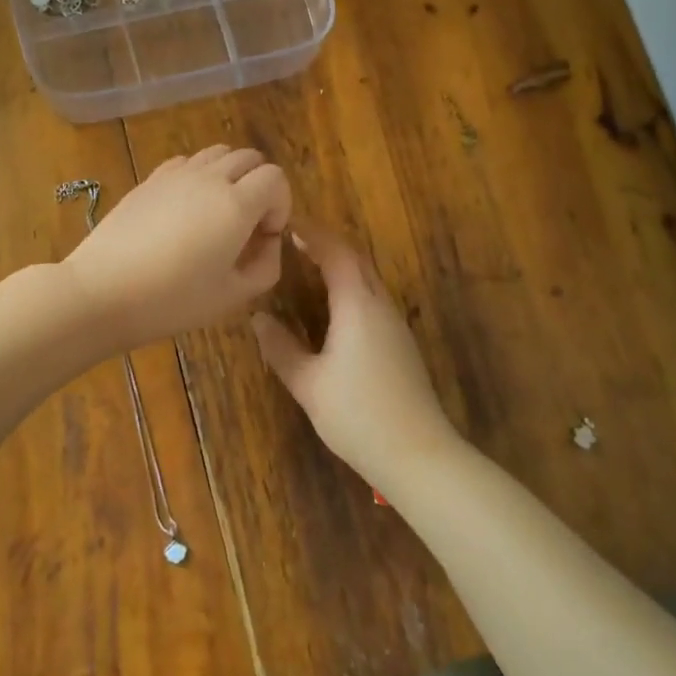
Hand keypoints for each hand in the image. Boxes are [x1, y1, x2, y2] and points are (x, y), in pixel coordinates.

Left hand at [62, 146, 292, 350]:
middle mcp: (210, 178)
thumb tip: (269, 242)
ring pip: (218, 153)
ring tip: (218, 212)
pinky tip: (186, 208)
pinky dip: (199, 175)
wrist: (103, 291)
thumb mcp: (233, 295)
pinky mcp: (150, 179)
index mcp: (236, 204)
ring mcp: (176, 174)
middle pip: (250, 157)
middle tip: (247, 224)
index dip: (280, 205)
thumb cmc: (173, 300)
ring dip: (230, 175)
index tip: (265, 236)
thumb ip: (266, 265)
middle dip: (260, 185)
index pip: (276, 177)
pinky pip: (187, 162)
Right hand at [250, 225, 462, 484]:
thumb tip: (258, 318)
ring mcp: (395, 325)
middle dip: (327, 244)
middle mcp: (381, 306)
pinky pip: (373, 300)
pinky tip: (333, 306)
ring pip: (368, 279)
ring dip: (341, 265)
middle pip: (357, 260)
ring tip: (308, 266)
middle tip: (294, 240)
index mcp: (358, 305)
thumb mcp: (308, 383)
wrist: (417, 453)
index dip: (312, 233)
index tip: (287, 222)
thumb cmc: (357, 415)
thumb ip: (281, 348)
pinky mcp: (401, 344)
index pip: (336, 253)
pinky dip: (351, 288)